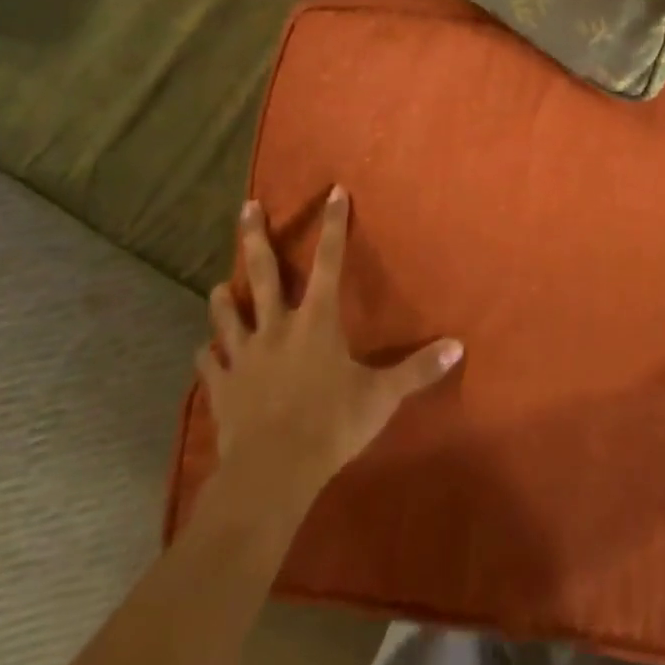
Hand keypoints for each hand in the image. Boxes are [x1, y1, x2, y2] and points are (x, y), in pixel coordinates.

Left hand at [197, 186, 463, 511]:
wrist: (272, 472)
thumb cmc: (331, 424)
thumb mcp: (382, 396)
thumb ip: (417, 369)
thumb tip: (458, 346)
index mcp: (316, 321)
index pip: (329, 261)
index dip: (333, 225)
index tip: (333, 192)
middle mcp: (276, 327)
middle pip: (262, 272)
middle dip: (255, 237)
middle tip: (246, 207)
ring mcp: (243, 355)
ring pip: (227, 314)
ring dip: (224, 297)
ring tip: (218, 286)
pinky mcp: (221, 385)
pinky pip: (209, 362)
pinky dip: (208, 354)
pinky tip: (206, 351)